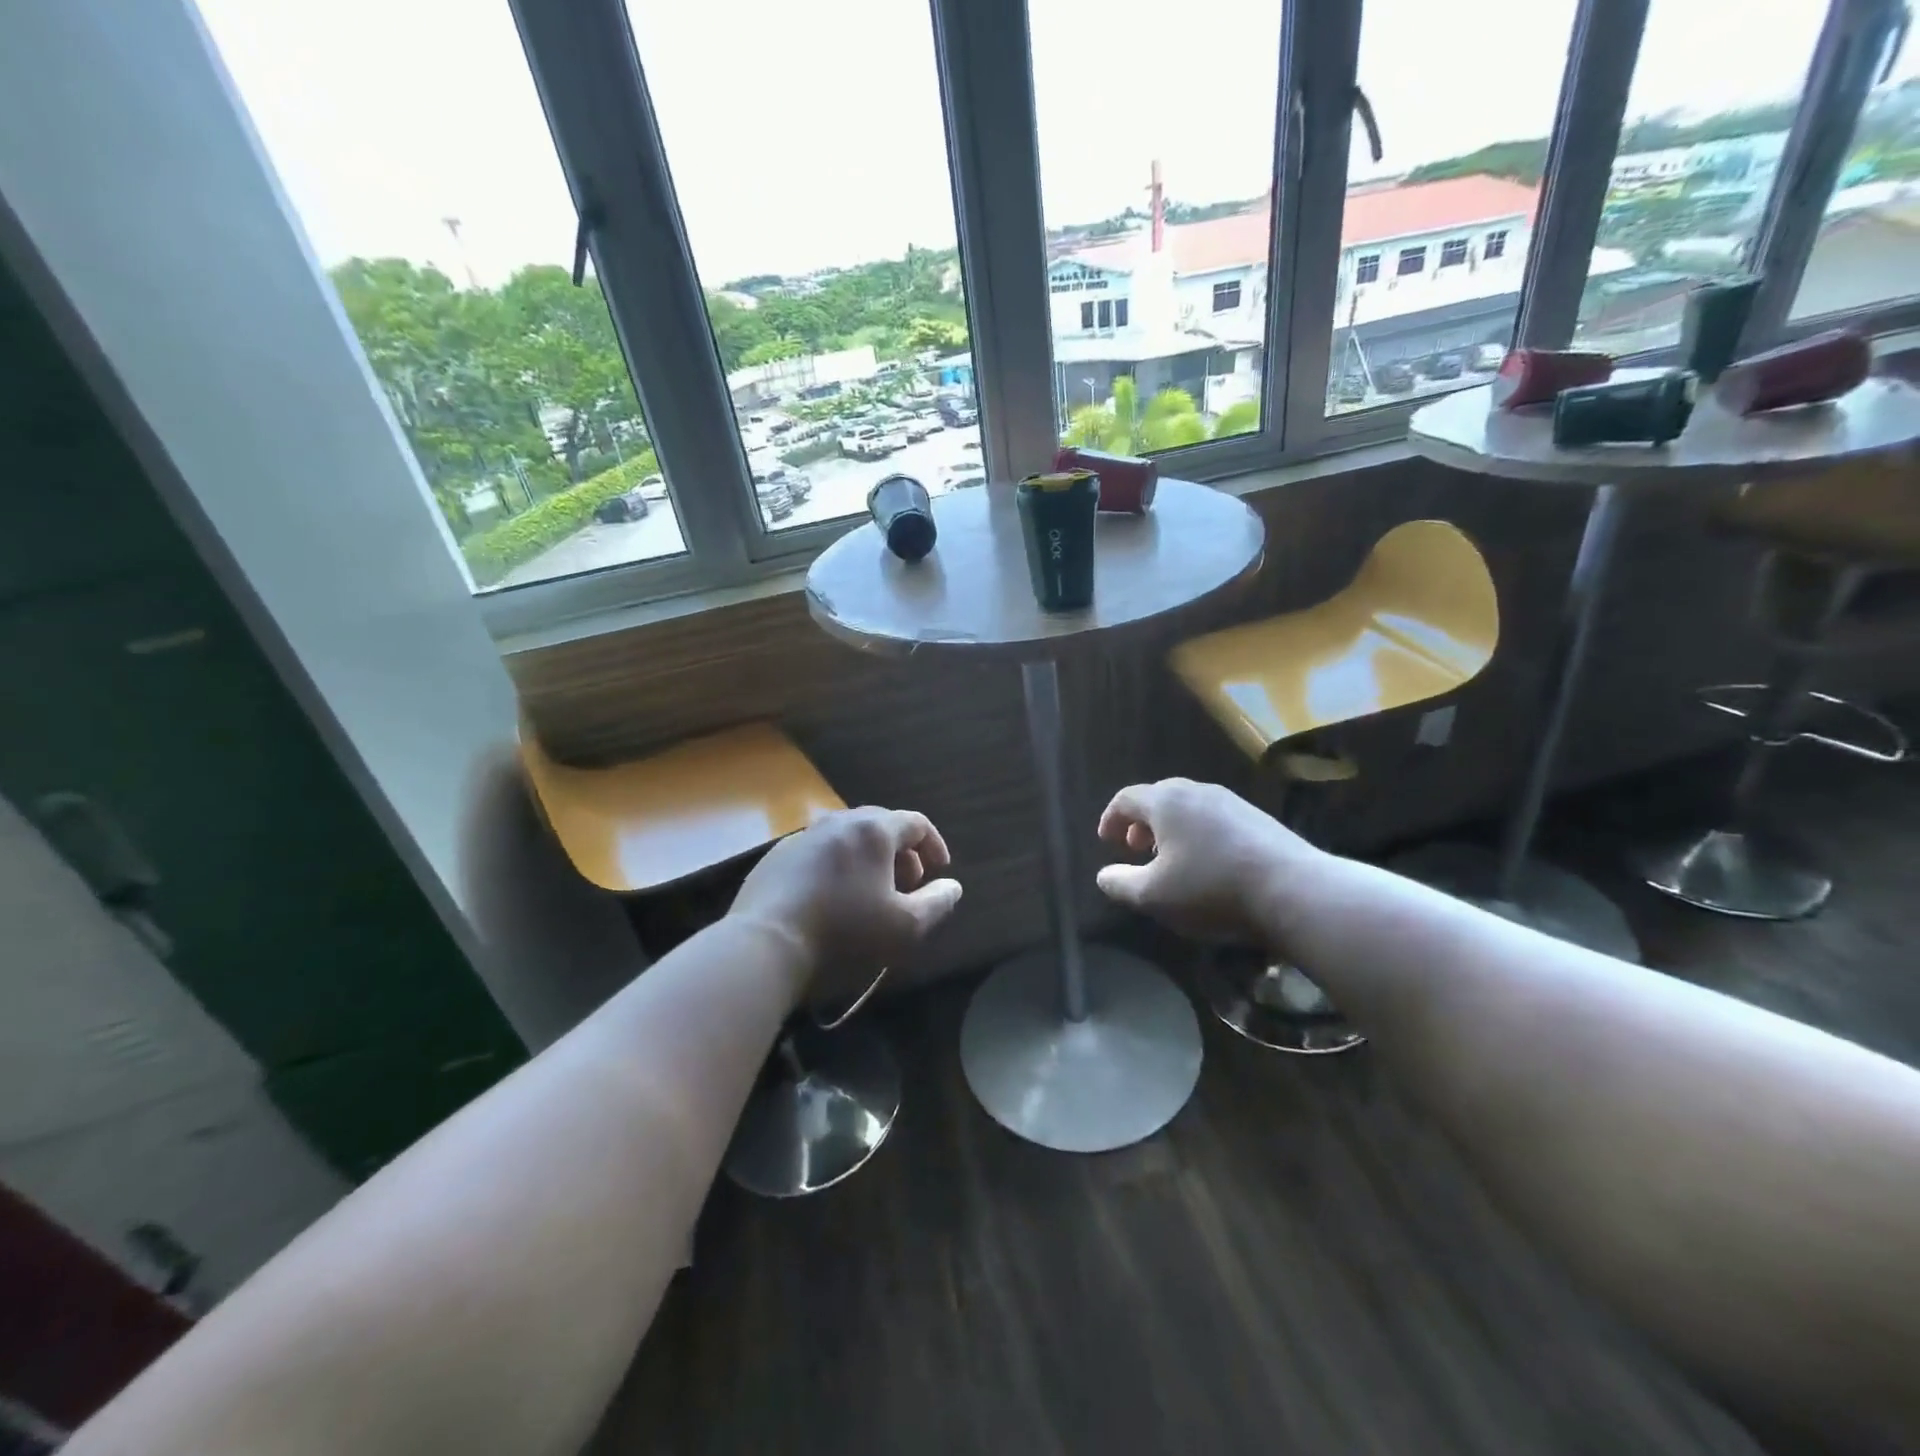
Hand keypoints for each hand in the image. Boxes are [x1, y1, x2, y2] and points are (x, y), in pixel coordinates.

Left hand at [729, 807, 962, 1003]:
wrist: (765, 943)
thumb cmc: (845, 932)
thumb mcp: (905, 926)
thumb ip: (937, 903)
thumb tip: (953, 886)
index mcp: (873, 830)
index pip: (916, 823)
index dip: (934, 845)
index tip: (940, 871)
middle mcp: (839, 821)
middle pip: (881, 825)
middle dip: (902, 853)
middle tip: (907, 885)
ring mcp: (804, 835)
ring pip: (848, 837)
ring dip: (868, 859)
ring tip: (870, 893)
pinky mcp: (778, 855)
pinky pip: (820, 852)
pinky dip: (837, 867)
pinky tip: (832, 898)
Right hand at [1094, 778, 1318, 945]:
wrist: (1294, 891)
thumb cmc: (1211, 889)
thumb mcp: (1153, 895)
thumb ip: (1121, 883)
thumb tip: (1104, 875)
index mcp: (1167, 801)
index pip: (1127, 798)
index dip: (1111, 818)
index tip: (1107, 841)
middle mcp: (1198, 792)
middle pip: (1160, 797)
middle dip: (1142, 822)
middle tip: (1137, 848)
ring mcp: (1233, 802)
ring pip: (1190, 808)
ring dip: (1172, 829)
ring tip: (1172, 860)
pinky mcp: (1259, 819)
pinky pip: (1215, 819)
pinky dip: (1199, 834)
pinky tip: (1209, 864)